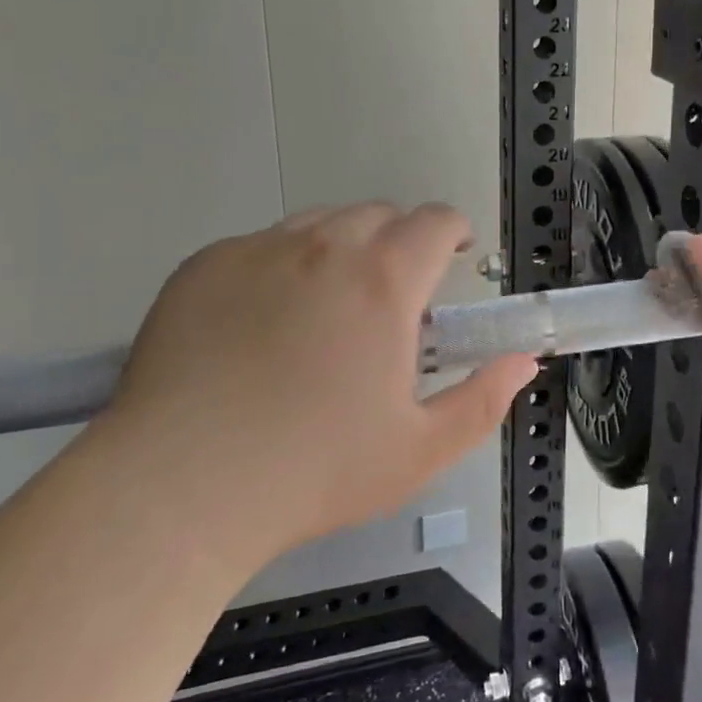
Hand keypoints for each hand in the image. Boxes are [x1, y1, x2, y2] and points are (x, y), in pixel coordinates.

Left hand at [104, 204, 535, 560]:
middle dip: (397, 242)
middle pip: (377, 214)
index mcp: (383, 281)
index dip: (451, 232)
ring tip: (327, 306)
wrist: (178, 487)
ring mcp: (256, 251)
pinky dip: (278, 267)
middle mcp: (322, 247)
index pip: (433, 221)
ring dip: (340, 248)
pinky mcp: (203, 267)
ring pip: (317, 223)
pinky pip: (259, 246)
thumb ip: (482, 401)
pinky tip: (260, 325)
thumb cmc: (313, 470)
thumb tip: (523, 363)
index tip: (451, 259)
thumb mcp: (418, 451)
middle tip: (390, 298)